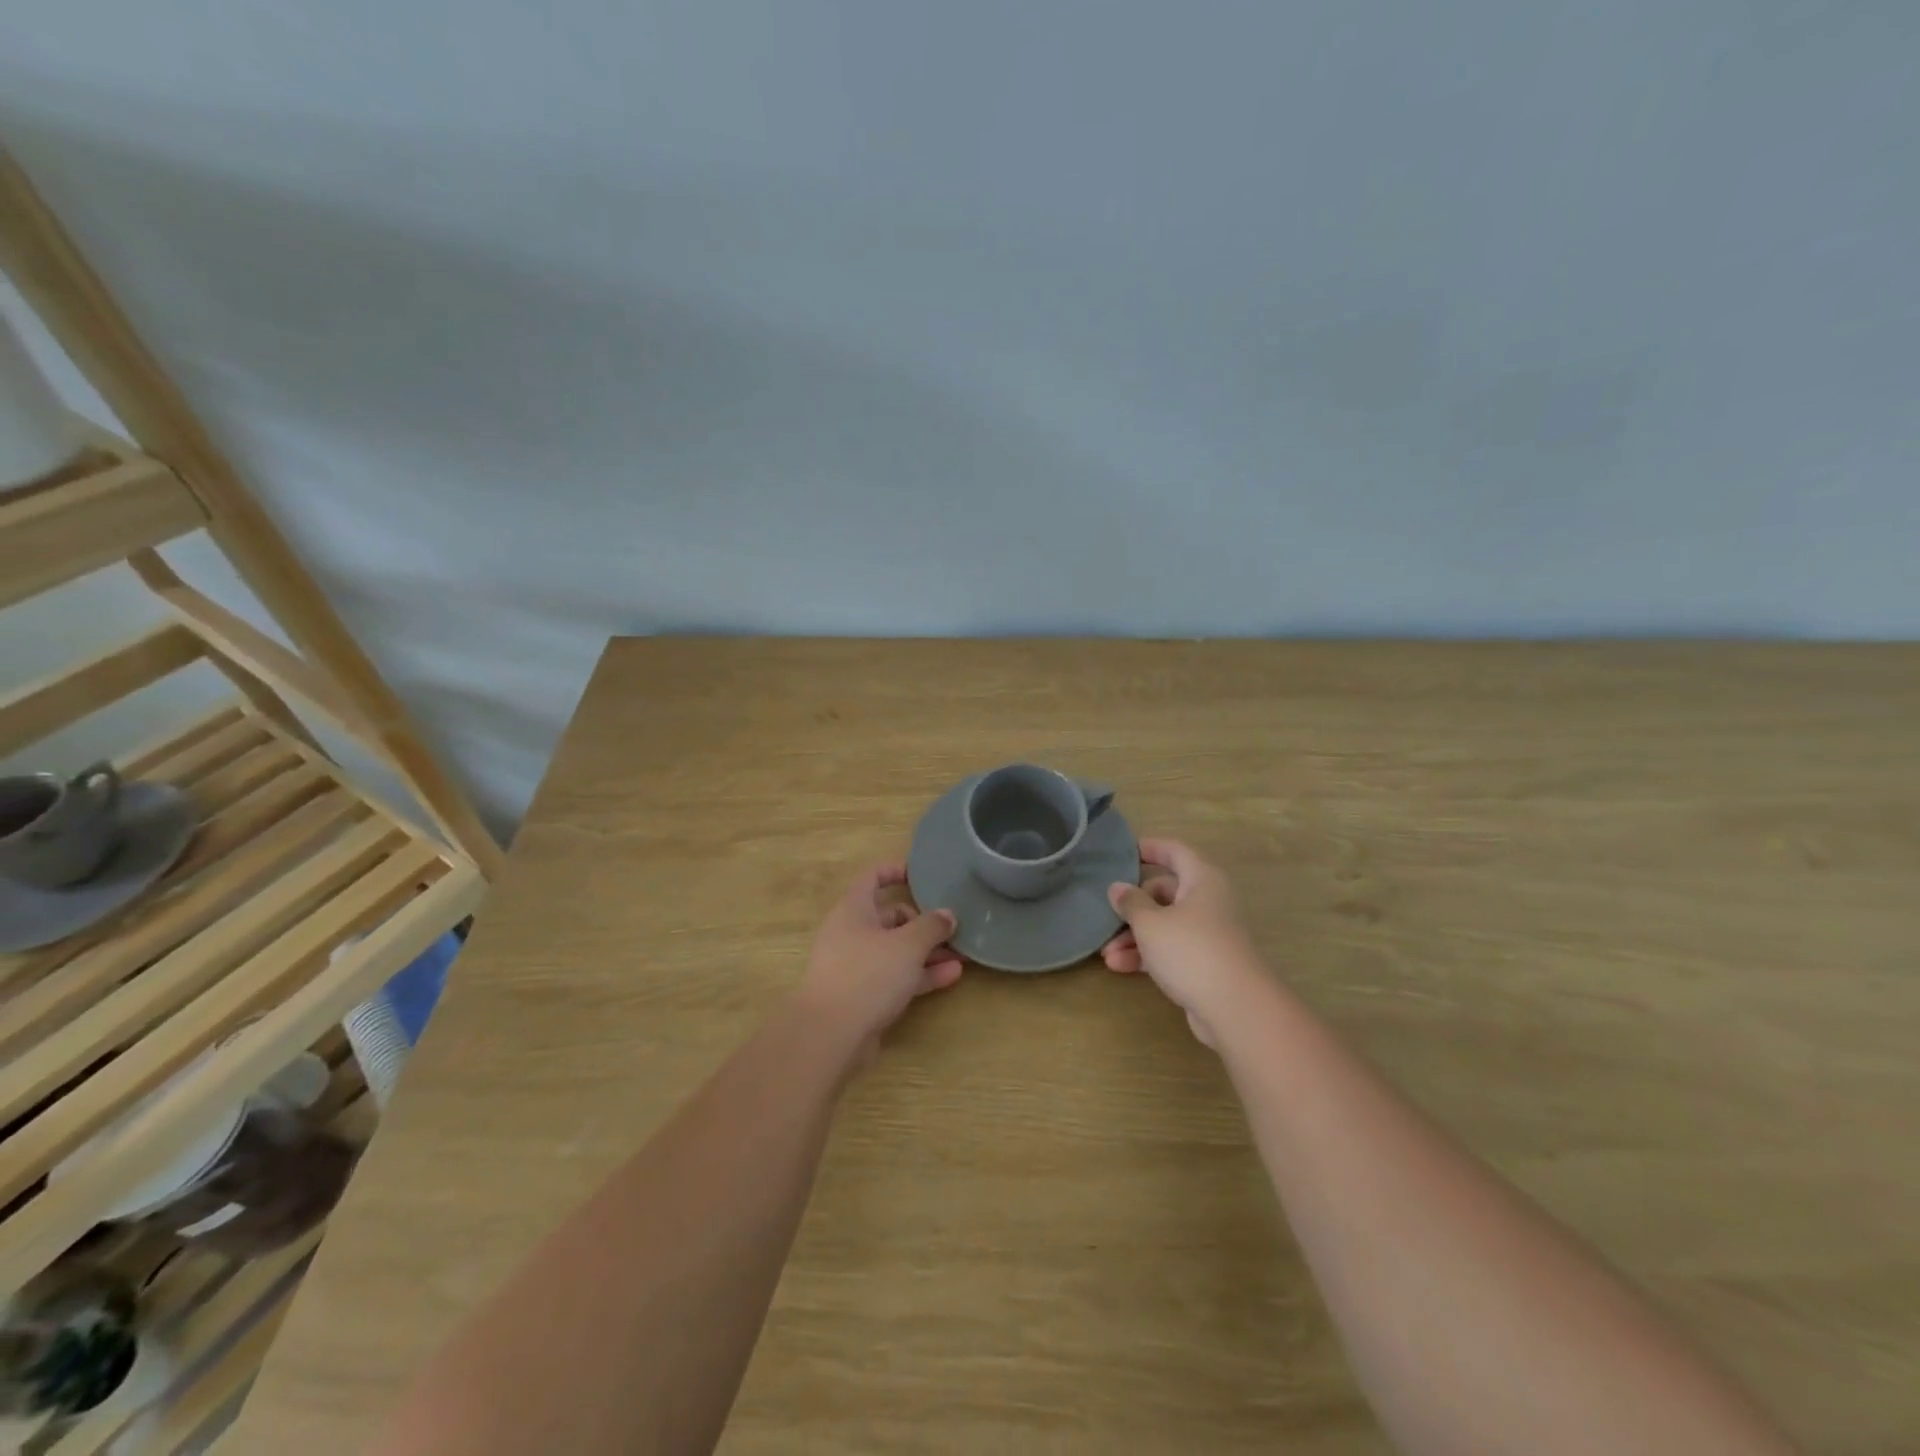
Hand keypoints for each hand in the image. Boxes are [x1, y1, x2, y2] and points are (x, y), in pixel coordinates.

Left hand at [798, 864, 962, 1062]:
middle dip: (923, 921)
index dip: (896, 871)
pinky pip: (897, 977)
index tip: (923, 874)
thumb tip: (947, 914)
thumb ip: (931, 926)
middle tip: (953, 926)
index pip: (873, 877)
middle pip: (889, 917)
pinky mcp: (863, 996)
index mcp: (853, 909)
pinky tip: (951, 976)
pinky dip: (921, 975)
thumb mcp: (907, 944)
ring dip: (928, 951)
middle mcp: (851, 933)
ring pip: (896, 950)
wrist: (830, 1035)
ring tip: (962, 953)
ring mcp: (856, 966)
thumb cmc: (868, 974)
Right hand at [1100, 839, 1263, 1047]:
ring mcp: (1209, 934)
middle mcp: (1209, 902)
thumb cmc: (1191, 950)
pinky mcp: (1206, 963)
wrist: (1236, 1008)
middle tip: (1109, 914)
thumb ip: (1130, 902)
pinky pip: (1171, 949)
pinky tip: (1120, 967)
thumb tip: (1118, 888)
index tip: (1124, 851)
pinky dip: (1148, 955)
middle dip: (1134, 905)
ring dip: (1135, 936)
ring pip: (1165, 924)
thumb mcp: (1150, 923)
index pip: (1175, 851)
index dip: (1150, 848)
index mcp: (1202, 880)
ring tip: (1107, 953)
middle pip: (1165, 892)